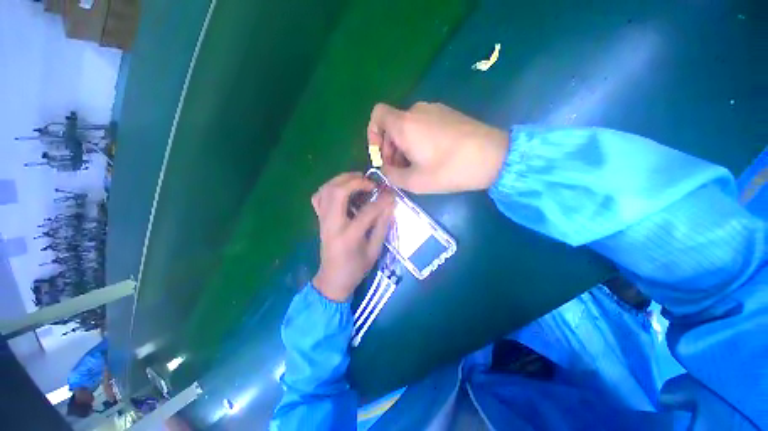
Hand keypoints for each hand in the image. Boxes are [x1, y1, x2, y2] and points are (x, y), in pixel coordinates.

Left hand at [311, 173, 393, 301]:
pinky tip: (342, 189)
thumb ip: (382, 226)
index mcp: (349, 236)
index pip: (367, 211)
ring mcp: (323, 221)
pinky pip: (318, 197)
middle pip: (338, 193)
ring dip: (342, 179)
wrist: (332, 280)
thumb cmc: (356, 269)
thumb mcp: (374, 251)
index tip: (391, 194)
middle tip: (371, 182)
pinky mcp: (319, 220)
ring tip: (358, 179)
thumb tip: (390, 205)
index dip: (381, 200)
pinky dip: (329, 188)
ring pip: (326, 190)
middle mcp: (332, 225)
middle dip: (356, 182)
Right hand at [367, 102, 508, 192]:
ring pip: (408, 126)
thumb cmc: (449, 169)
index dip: (372, 134)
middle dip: (389, 148)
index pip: (377, 115)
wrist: (493, 156)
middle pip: (392, 125)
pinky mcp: (448, 114)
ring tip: (415, 167)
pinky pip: (423, 125)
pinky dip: (418, 140)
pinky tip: (430, 157)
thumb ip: (392, 175)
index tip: (381, 156)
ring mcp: (434, 110)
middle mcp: (417, 111)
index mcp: (405, 124)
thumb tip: (386, 169)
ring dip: (404, 146)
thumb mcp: (415, 181)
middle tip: (399, 169)